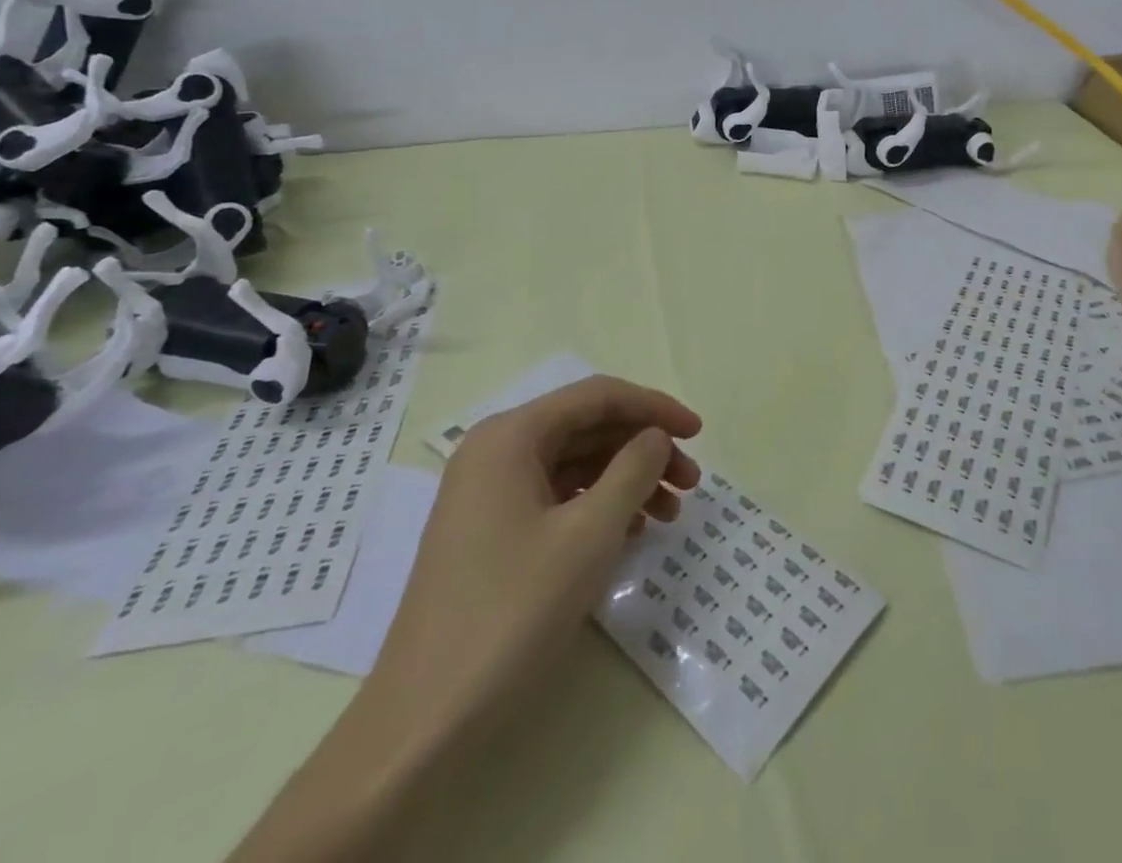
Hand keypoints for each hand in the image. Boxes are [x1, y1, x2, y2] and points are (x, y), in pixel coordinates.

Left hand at [366, 375, 702, 740]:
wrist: (422, 725)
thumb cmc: (511, 613)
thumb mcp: (589, 535)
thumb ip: (633, 470)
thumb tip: (655, 437)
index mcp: (510, 436)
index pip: (598, 396)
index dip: (654, 407)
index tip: (699, 433)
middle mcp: (495, 452)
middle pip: (588, 428)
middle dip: (645, 448)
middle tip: (691, 483)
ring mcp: (489, 494)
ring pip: (576, 464)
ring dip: (627, 480)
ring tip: (670, 515)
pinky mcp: (490, 533)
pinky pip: (558, 498)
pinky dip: (599, 507)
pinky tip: (631, 535)